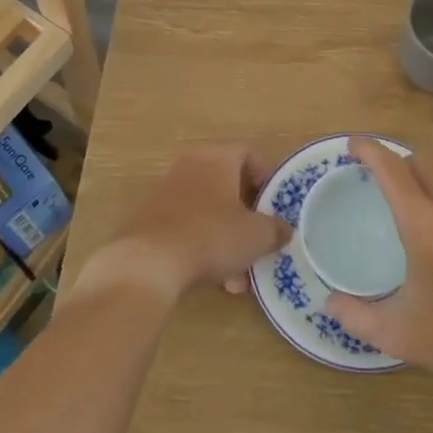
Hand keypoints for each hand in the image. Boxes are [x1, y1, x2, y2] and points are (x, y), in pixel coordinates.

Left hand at [93, 144, 290, 302]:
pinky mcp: (151, 219)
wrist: (149, 263)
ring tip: (238, 277)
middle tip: (259, 240)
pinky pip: (188, 227)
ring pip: (208, 211)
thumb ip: (275, 229)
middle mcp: (190, 166)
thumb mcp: (256, 235)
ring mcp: (167, 192)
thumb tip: (283, 230)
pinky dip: (204, 247)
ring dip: (227, 239)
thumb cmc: (212, 236)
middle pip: (227, 184)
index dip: (265, 176)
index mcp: (217, 158)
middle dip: (246, 216)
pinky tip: (215, 280)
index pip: (248, 152)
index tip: (274, 202)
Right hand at [324, 138, 432, 395]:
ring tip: (406, 196)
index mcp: (424, 224)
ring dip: (422, 174)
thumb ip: (355, 316)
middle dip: (395, 159)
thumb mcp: (398, 334)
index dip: (368, 150)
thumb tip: (328, 302)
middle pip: (420, 159)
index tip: (351, 146)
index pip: (391, 169)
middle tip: (375, 176)